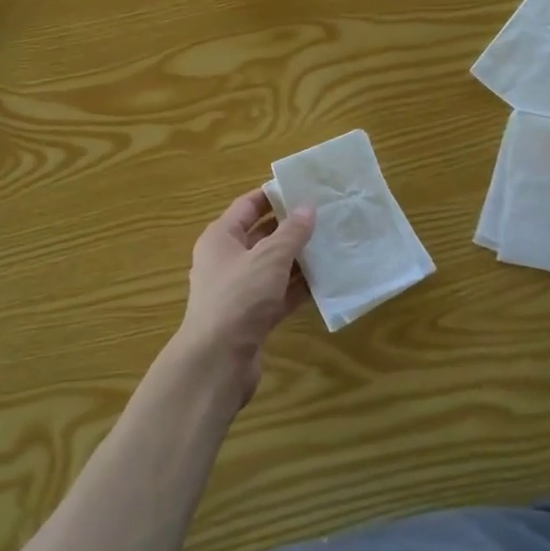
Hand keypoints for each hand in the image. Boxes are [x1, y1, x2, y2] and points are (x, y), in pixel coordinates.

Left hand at [172, 189, 315, 407]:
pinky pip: (279, 294)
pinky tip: (325, 282)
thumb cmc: (239, 297)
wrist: (217, 361)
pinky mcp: (252, 317)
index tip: (304, 189)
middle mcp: (227, 260)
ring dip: (298, 259)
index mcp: (221, 238)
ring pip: (273, 267)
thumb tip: (307, 207)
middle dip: (291, 228)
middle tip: (326, 216)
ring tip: (332, 245)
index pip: (247, 206)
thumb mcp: (269, 258)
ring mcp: (240, 291)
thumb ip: (291, 232)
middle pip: (262, 236)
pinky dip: (298, 288)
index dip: (273, 196)